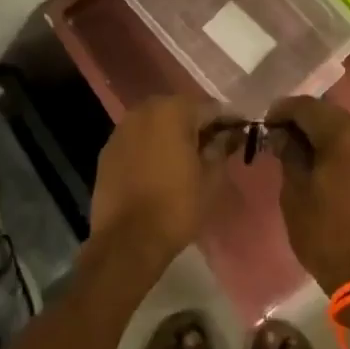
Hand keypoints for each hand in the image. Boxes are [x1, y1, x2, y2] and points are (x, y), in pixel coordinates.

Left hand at [89, 95, 230, 270]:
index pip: (209, 108)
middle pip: (179, 110)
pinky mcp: (108, 150)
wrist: (127, 240)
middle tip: (214, 144)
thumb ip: (221, 148)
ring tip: (187, 156)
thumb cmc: (177, 206)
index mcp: (173, 111)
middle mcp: (144, 110)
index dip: (228, 120)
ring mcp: (122, 129)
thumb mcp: (211, 179)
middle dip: (197, 124)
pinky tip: (160, 166)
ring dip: (172, 133)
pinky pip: (137, 139)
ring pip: (155, 122)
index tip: (241, 131)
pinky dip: (151, 146)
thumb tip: (228, 134)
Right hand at [267, 96, 349, 293]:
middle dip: (300, 117)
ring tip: (291, 145)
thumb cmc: (323, 232)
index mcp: (342, 138)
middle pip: (327, 113)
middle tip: (275, 132)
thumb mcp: (295, 191)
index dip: (283, 109)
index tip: (263, 122)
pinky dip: (330, 144)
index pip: (308, 107)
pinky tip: (312, 158)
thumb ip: (289, 154)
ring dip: (316, 130)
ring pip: (340, 127)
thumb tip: (281, 134)